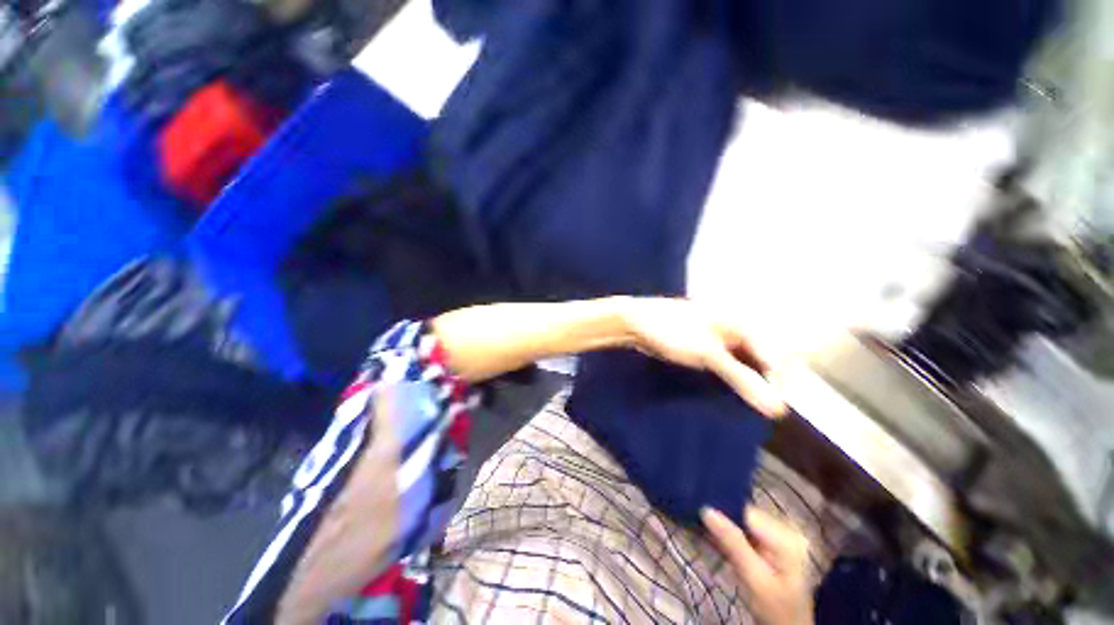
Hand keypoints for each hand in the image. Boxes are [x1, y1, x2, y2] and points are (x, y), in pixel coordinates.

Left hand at [619, 298, 786, 416]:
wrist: (636, 323)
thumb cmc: (673, 331)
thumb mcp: (709, 355)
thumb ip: (743, 379)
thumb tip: (779, 409)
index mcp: (740, 322)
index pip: (774, 355)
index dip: (777, 383)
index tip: (774, 410)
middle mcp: (733, 328)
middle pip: (761, 359)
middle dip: (763, 382)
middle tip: (762, 408)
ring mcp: (718, 338)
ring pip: (743, 363)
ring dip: (746, 382)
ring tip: (748, 404)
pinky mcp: (704, 347)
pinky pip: (726, 365)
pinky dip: (730, 378)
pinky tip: (729, 393)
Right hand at [702, 506, 813, 624]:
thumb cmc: (774, 609)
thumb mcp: (753, 579)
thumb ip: (733, 543)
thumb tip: (706, 510)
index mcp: (786, 537)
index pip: (746, 512)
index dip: (721, 509)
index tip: (697, 514)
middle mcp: (784, 529)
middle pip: (743, 515)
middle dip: (719, 519)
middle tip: (695, 524)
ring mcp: (778, 536)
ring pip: (740, 522)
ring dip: (720, 527)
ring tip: (699, 531)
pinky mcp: (770, 544)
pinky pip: (743, 532)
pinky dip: (727, 536)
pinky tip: (712, 540)